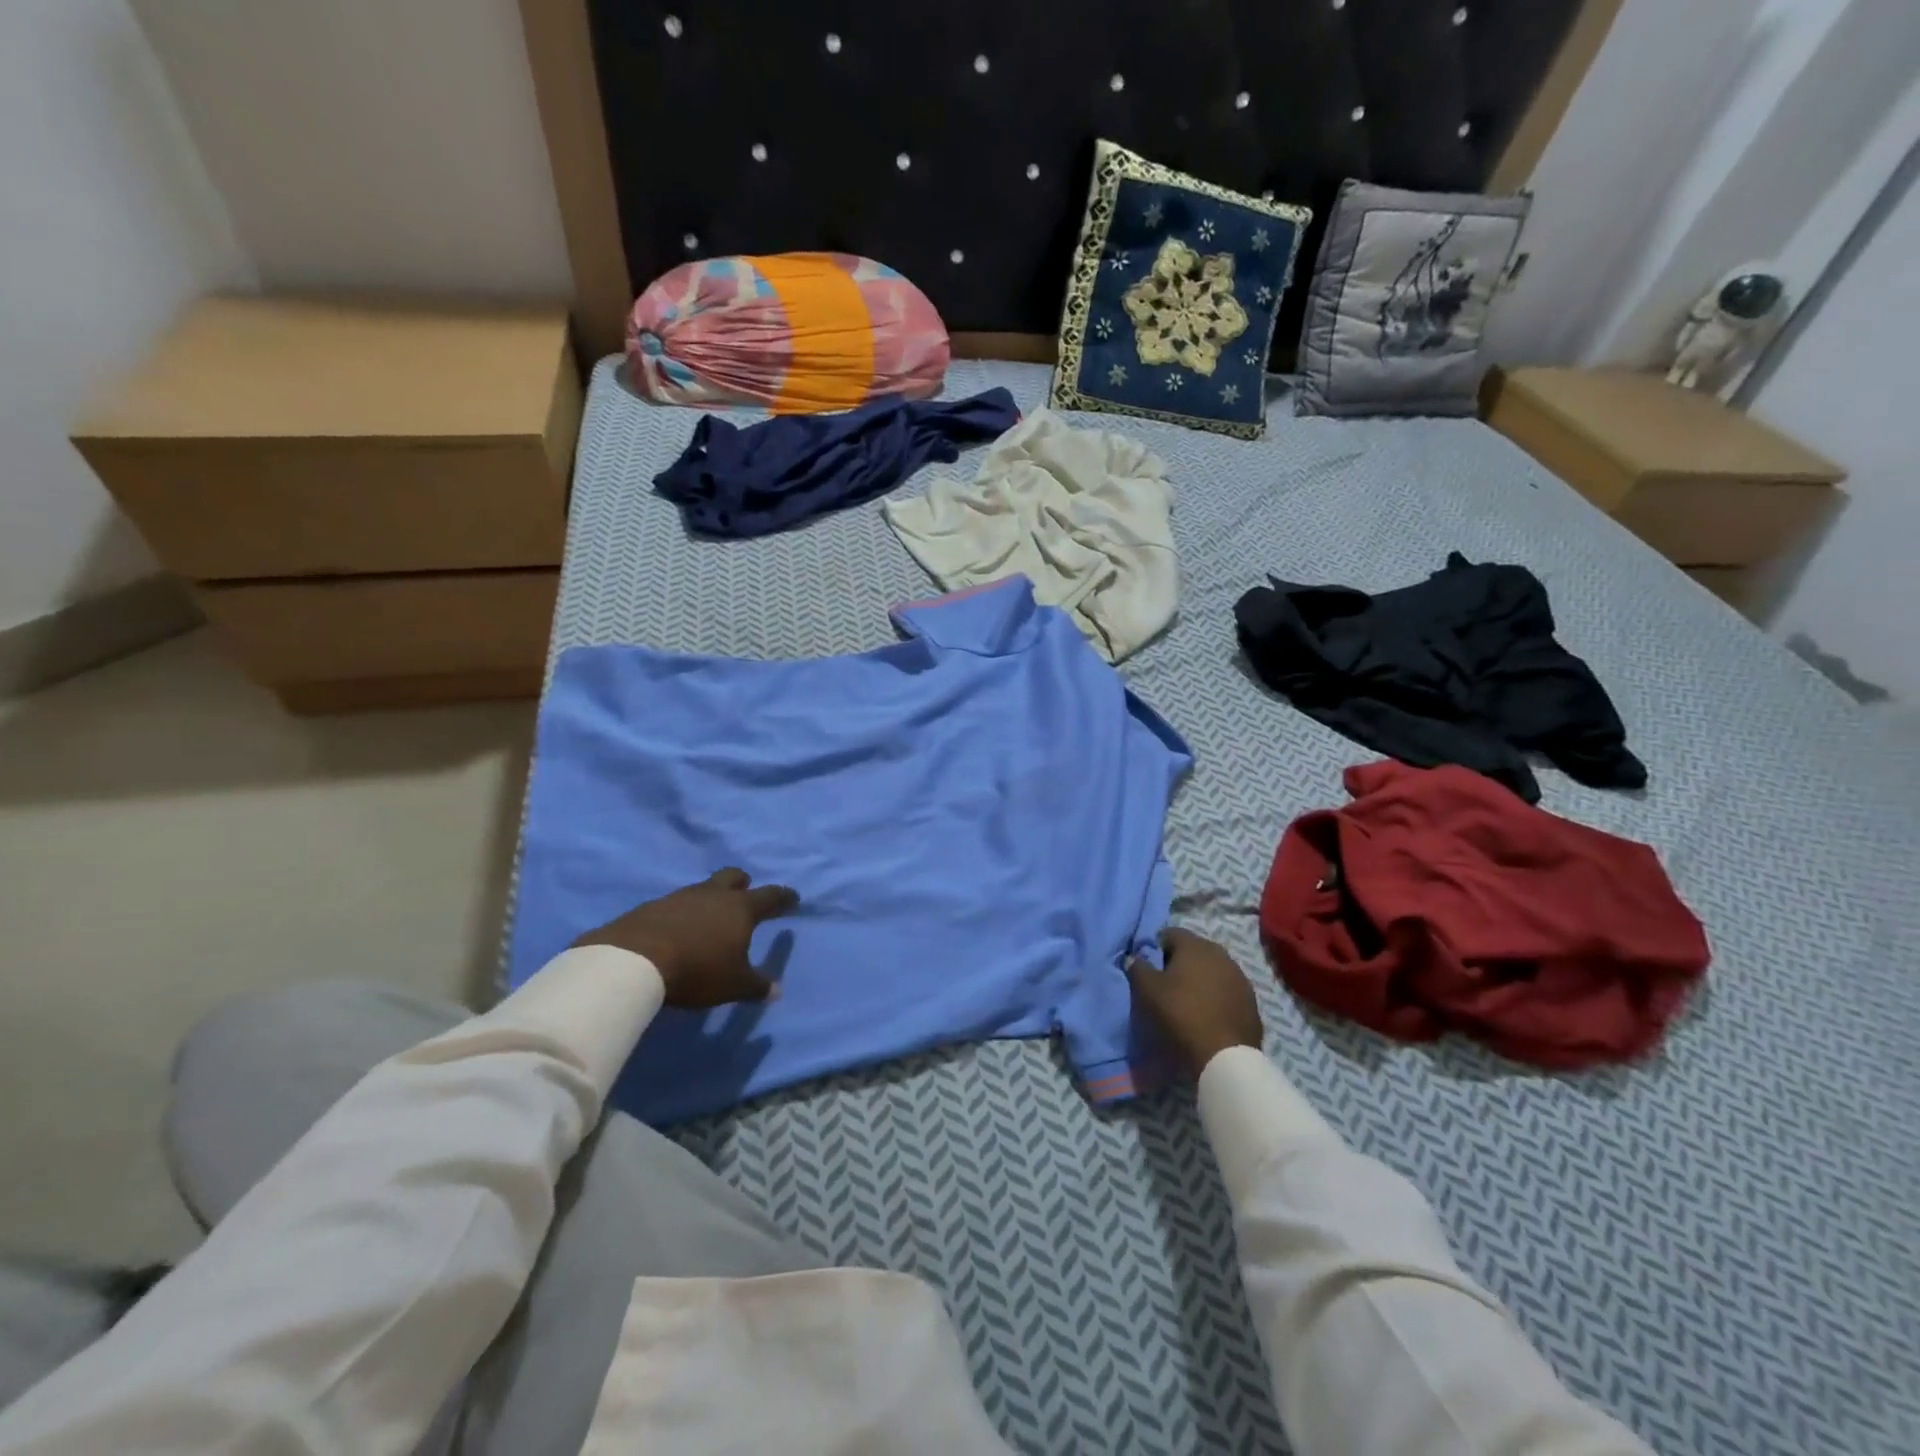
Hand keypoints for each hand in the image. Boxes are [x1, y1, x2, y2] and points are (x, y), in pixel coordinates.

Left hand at [574, 868, 798, 1008]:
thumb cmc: (698, 969)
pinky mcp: (652, 907)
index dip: (783, 897)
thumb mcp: (733, 984)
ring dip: (710, 900)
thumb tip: (776, 990)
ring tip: (708, 919)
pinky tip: (678, 931)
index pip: (770, 896)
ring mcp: (680, 897)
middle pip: (733, 877)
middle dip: (743, 883)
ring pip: (703, 889)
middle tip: (746, 893)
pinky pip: (676, 904)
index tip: (792, 898)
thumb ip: (757, 986)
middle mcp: (713, 895)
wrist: (634, 960)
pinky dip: (683, 913)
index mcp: (740, 908)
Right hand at [1127, 928, 1263, 1076]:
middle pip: (1194, 950)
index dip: (1157, 948)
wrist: (1224, 1056)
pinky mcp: (1251, 1001)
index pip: (1170, 934)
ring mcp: (1240, 977)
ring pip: (1213, 969)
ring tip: (1189, 1001)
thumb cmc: (1180, 1014)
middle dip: (1180, 962)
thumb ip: (1137, 968)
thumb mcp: (1147, 990)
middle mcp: (1220, 954)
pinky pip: (1227, 990)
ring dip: (1201, 979)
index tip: (1150, 969)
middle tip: (1167, 985)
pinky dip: (1217, 996)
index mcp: (1194, 945)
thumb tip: (1134, 958)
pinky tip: (1208, 1014)